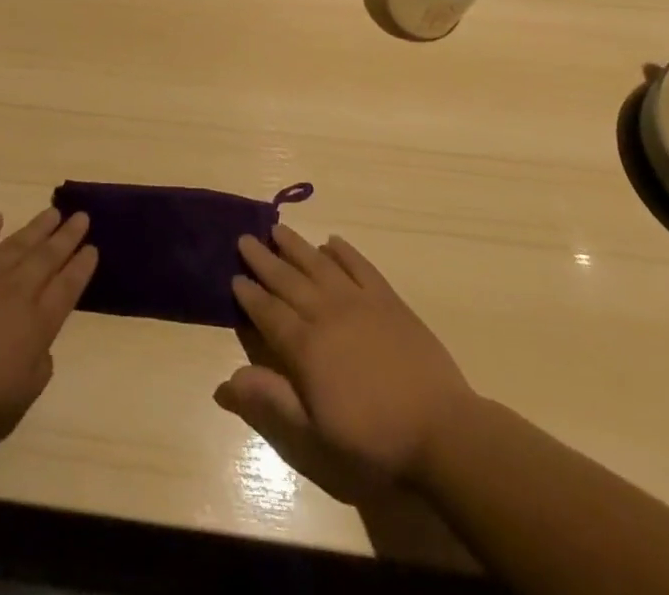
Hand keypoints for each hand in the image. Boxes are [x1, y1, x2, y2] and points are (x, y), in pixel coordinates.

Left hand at [0, 207, 96, 471]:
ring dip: (37, 227)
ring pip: (18, 243)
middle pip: (48, 257)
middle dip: (67, 237)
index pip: (67, 288)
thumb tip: (41, 347)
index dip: (81, 267)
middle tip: (81, 216)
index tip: (93, 248)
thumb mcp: (18, 403)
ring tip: (53, 212)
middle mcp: (16, 292)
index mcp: (37, 325)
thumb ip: (37, 370)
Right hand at [221, 225, 479, 485]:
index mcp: (305, 347)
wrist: (441, 430)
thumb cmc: (374, 439)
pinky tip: (332, 243)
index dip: (249, 295)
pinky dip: (344, 252)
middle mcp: (326, 314)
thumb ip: (272, 399)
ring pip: (319, 265)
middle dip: (263, 260)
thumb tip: (227, 380)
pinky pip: (360, 266)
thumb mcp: (315, 433)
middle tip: (244, 239)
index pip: (268, 312)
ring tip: (277, 229)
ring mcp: (359, 302)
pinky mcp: (388, 300)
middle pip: (287, 280)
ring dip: (296, 246)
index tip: (234, 277)